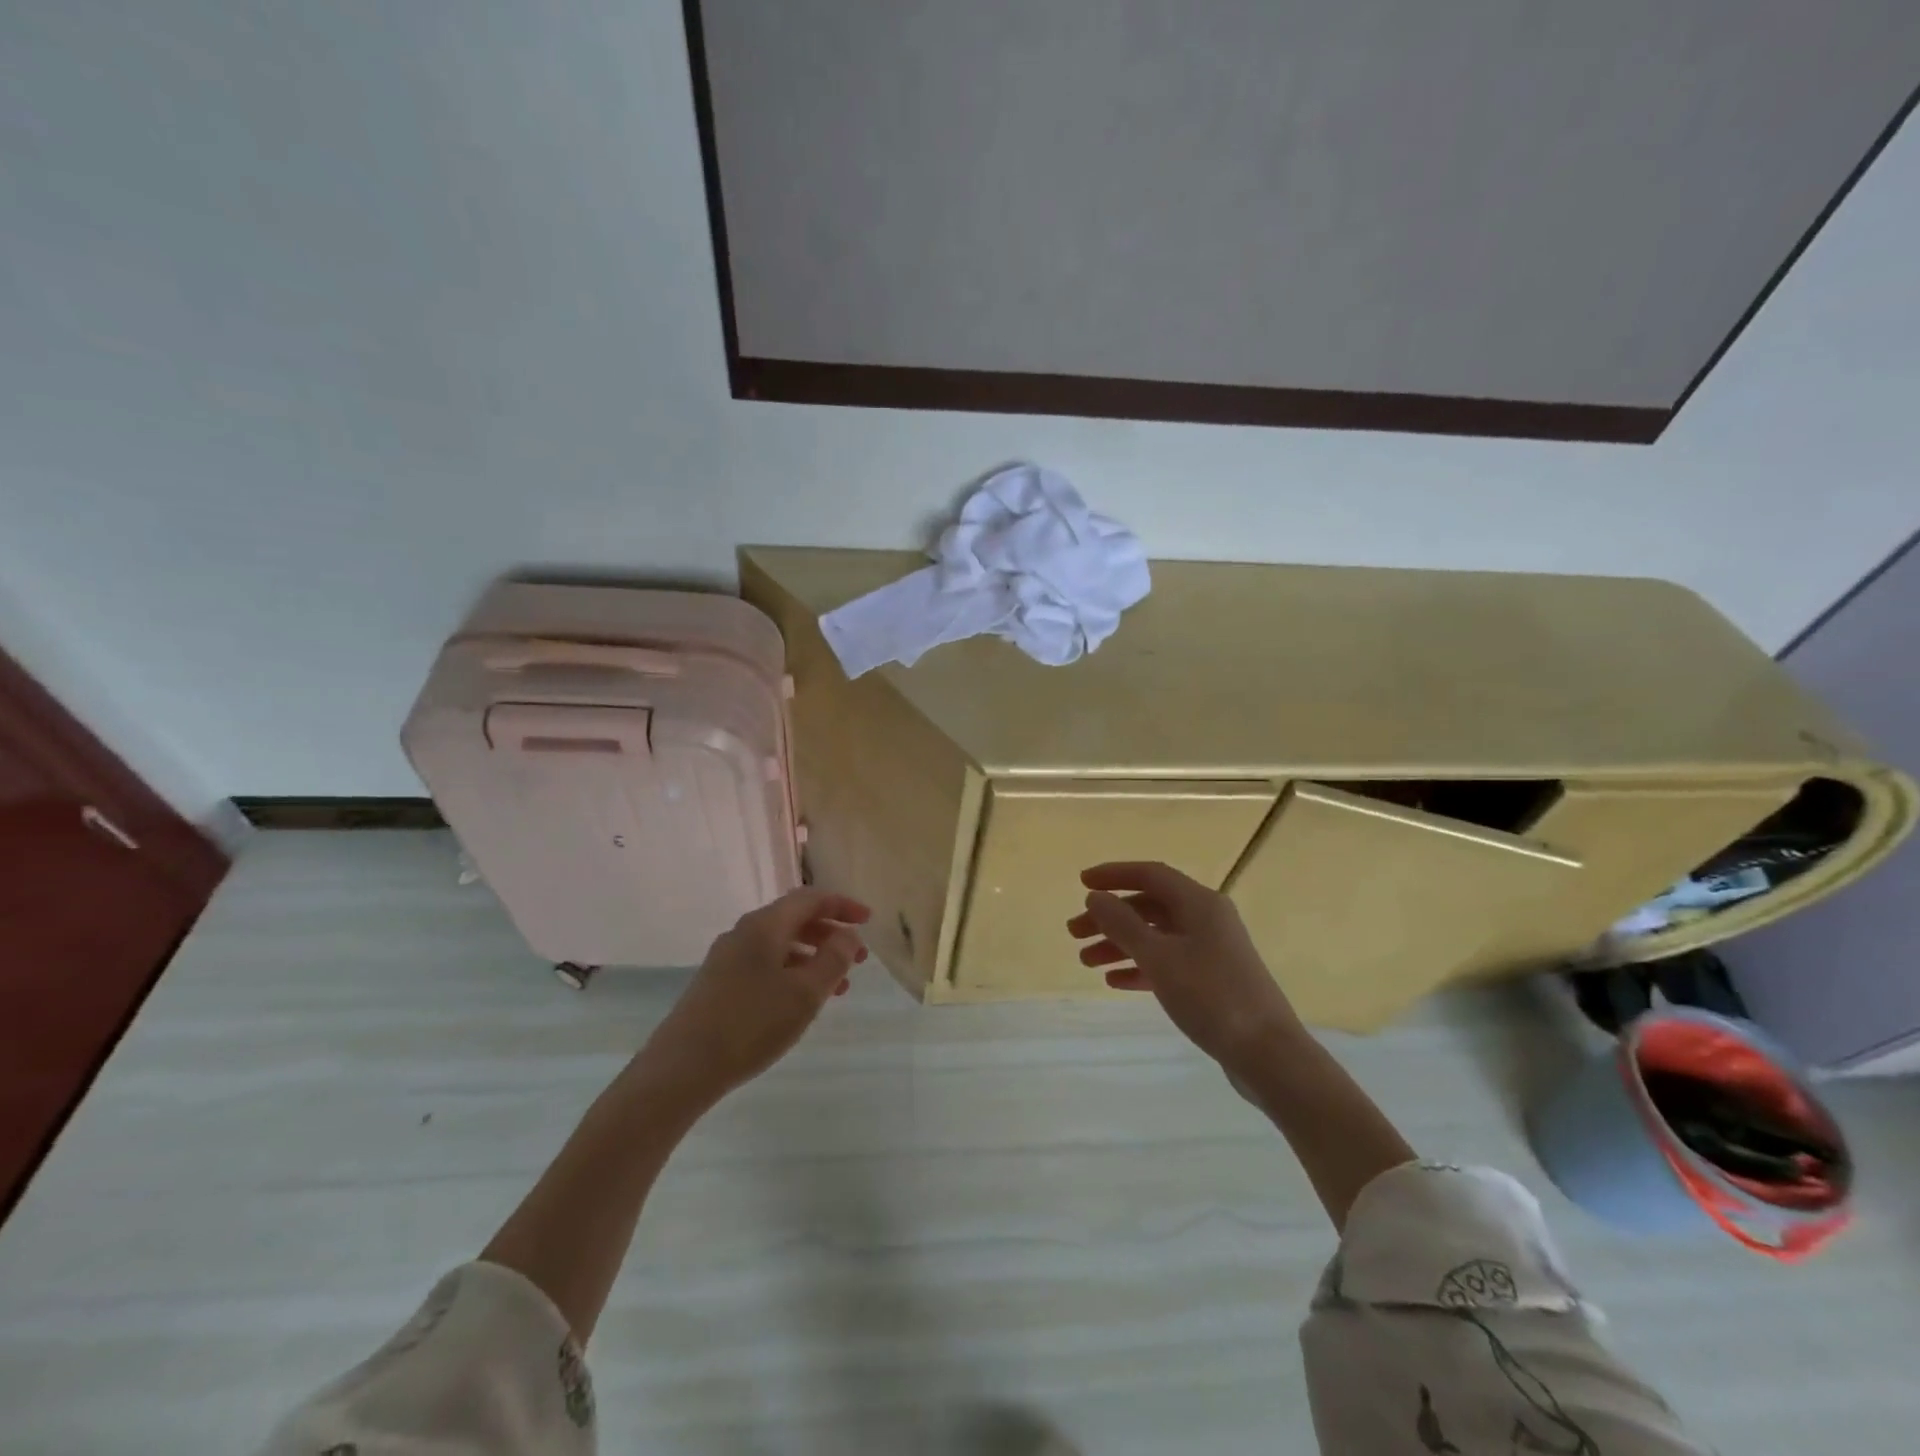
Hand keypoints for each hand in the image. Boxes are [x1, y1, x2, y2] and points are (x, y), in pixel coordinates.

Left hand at [639, 889, 871, 1100]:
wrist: (681, 1068)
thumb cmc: (751, 1024)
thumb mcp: (805, 993)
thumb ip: (833, 959)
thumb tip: (849, 934)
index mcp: (765, 925)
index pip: (810, 899)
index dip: (842, 905)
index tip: (868, 920)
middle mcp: (744, 932)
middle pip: (795, 919)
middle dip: (831, 934)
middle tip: (859, 958)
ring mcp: (727, 958)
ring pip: (781, 944)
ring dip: (814, 957)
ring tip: (839, 986)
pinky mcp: (718, 983)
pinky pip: (765, 964)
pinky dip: (792, 972)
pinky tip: (801, 1001)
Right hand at [1066, 861, 1301, 1069]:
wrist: (1268, 1054)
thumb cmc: (1211, 997)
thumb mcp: (1159, 958)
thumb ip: (1123, 924)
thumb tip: (1095, 896)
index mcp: (1199, 903)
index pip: (1150, 875)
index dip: (1113, 875)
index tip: (1081, 882)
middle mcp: (1206, 919)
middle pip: (1148, 907)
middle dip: (1110, 917)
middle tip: (1074, 933)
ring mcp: (1211, 950)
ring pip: (1156, 936)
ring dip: (1119, 944)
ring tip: (1086, 962)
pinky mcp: (1212, 979)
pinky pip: (1168, 962)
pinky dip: (1140, 967)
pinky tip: (1115, 981)